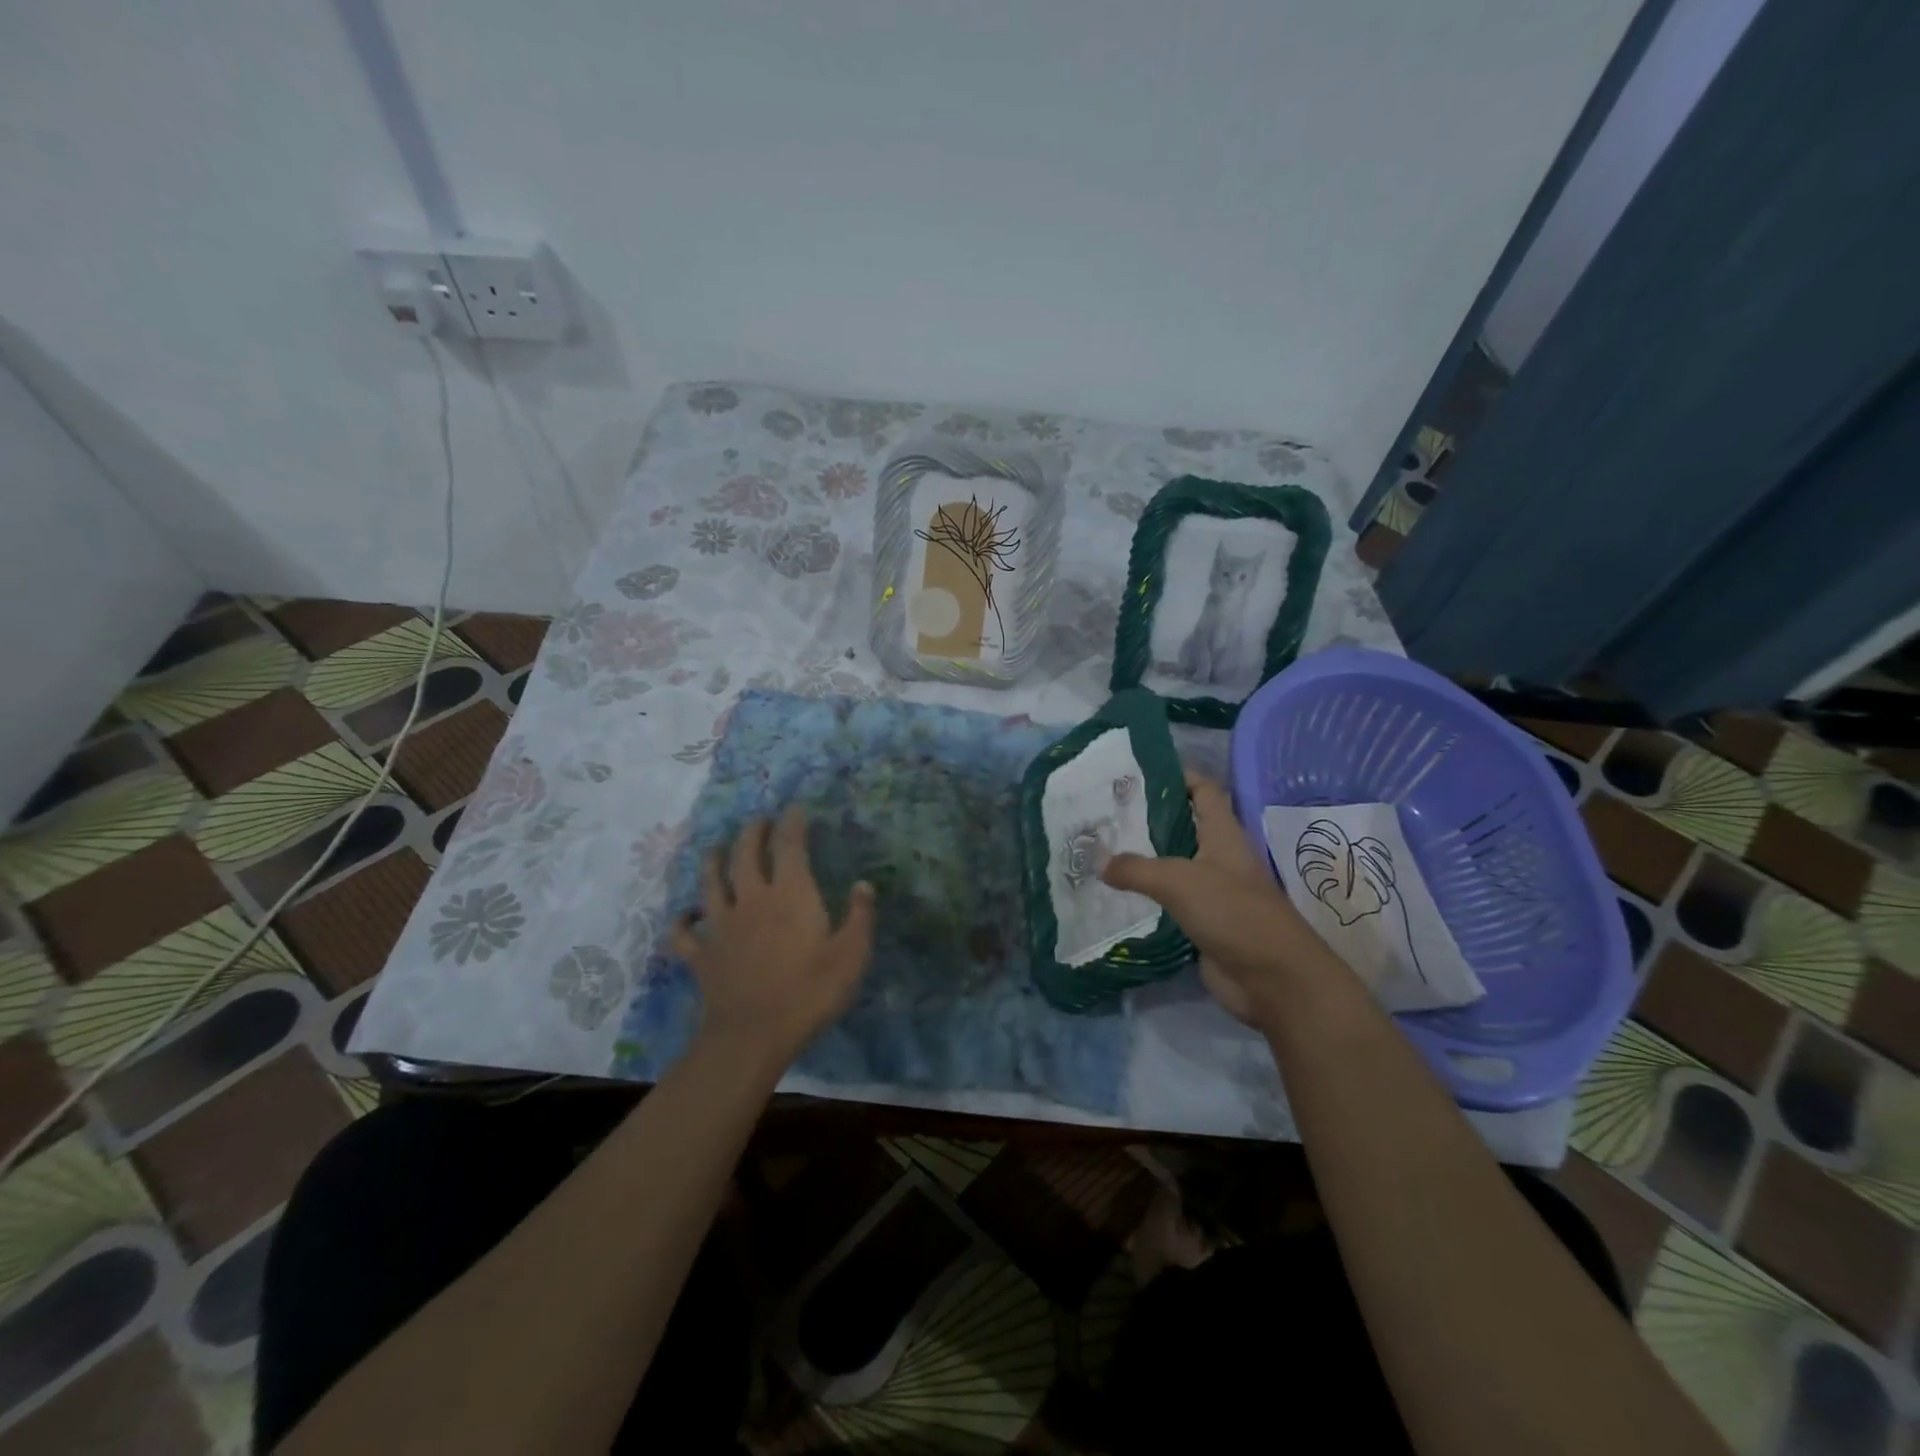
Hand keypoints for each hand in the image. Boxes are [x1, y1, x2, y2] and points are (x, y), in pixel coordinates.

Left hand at [673, 807, 875, 1068]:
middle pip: (745, 854)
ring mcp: (720, 926)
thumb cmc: (810, 993)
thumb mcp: (852, 956)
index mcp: (790, 894)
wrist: (753, 1036)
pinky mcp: (701, 955)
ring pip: (710, 882)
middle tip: (759, 820)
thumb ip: (860, 917)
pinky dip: (682, 920)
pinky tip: (686, 914)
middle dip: (752, 831)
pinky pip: (684, 932)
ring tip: (718, 847)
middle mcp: (751, 899)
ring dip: (713, 860)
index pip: (789, 845)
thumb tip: (863, 885)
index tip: (796, 808)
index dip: (792, 822)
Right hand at [1102, 772, 1324, 1027]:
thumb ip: (1137, 869)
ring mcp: (1212, 892)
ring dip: (1142, 859)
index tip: (1138, 771)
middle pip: (1182, 827)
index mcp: (1223, 834)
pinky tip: (1114, 894)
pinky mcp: (1203, 923)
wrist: (1273, 979)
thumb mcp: (1180, 881)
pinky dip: (1145, 897)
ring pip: (1172, 866)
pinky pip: (1169, 902)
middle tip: (1104, 812)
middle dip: (1147, 818)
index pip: (1203, 790)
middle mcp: (1218, 857)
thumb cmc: (1233, 913)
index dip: (1178, 775)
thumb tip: (1101, 863)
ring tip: (1100, 849)